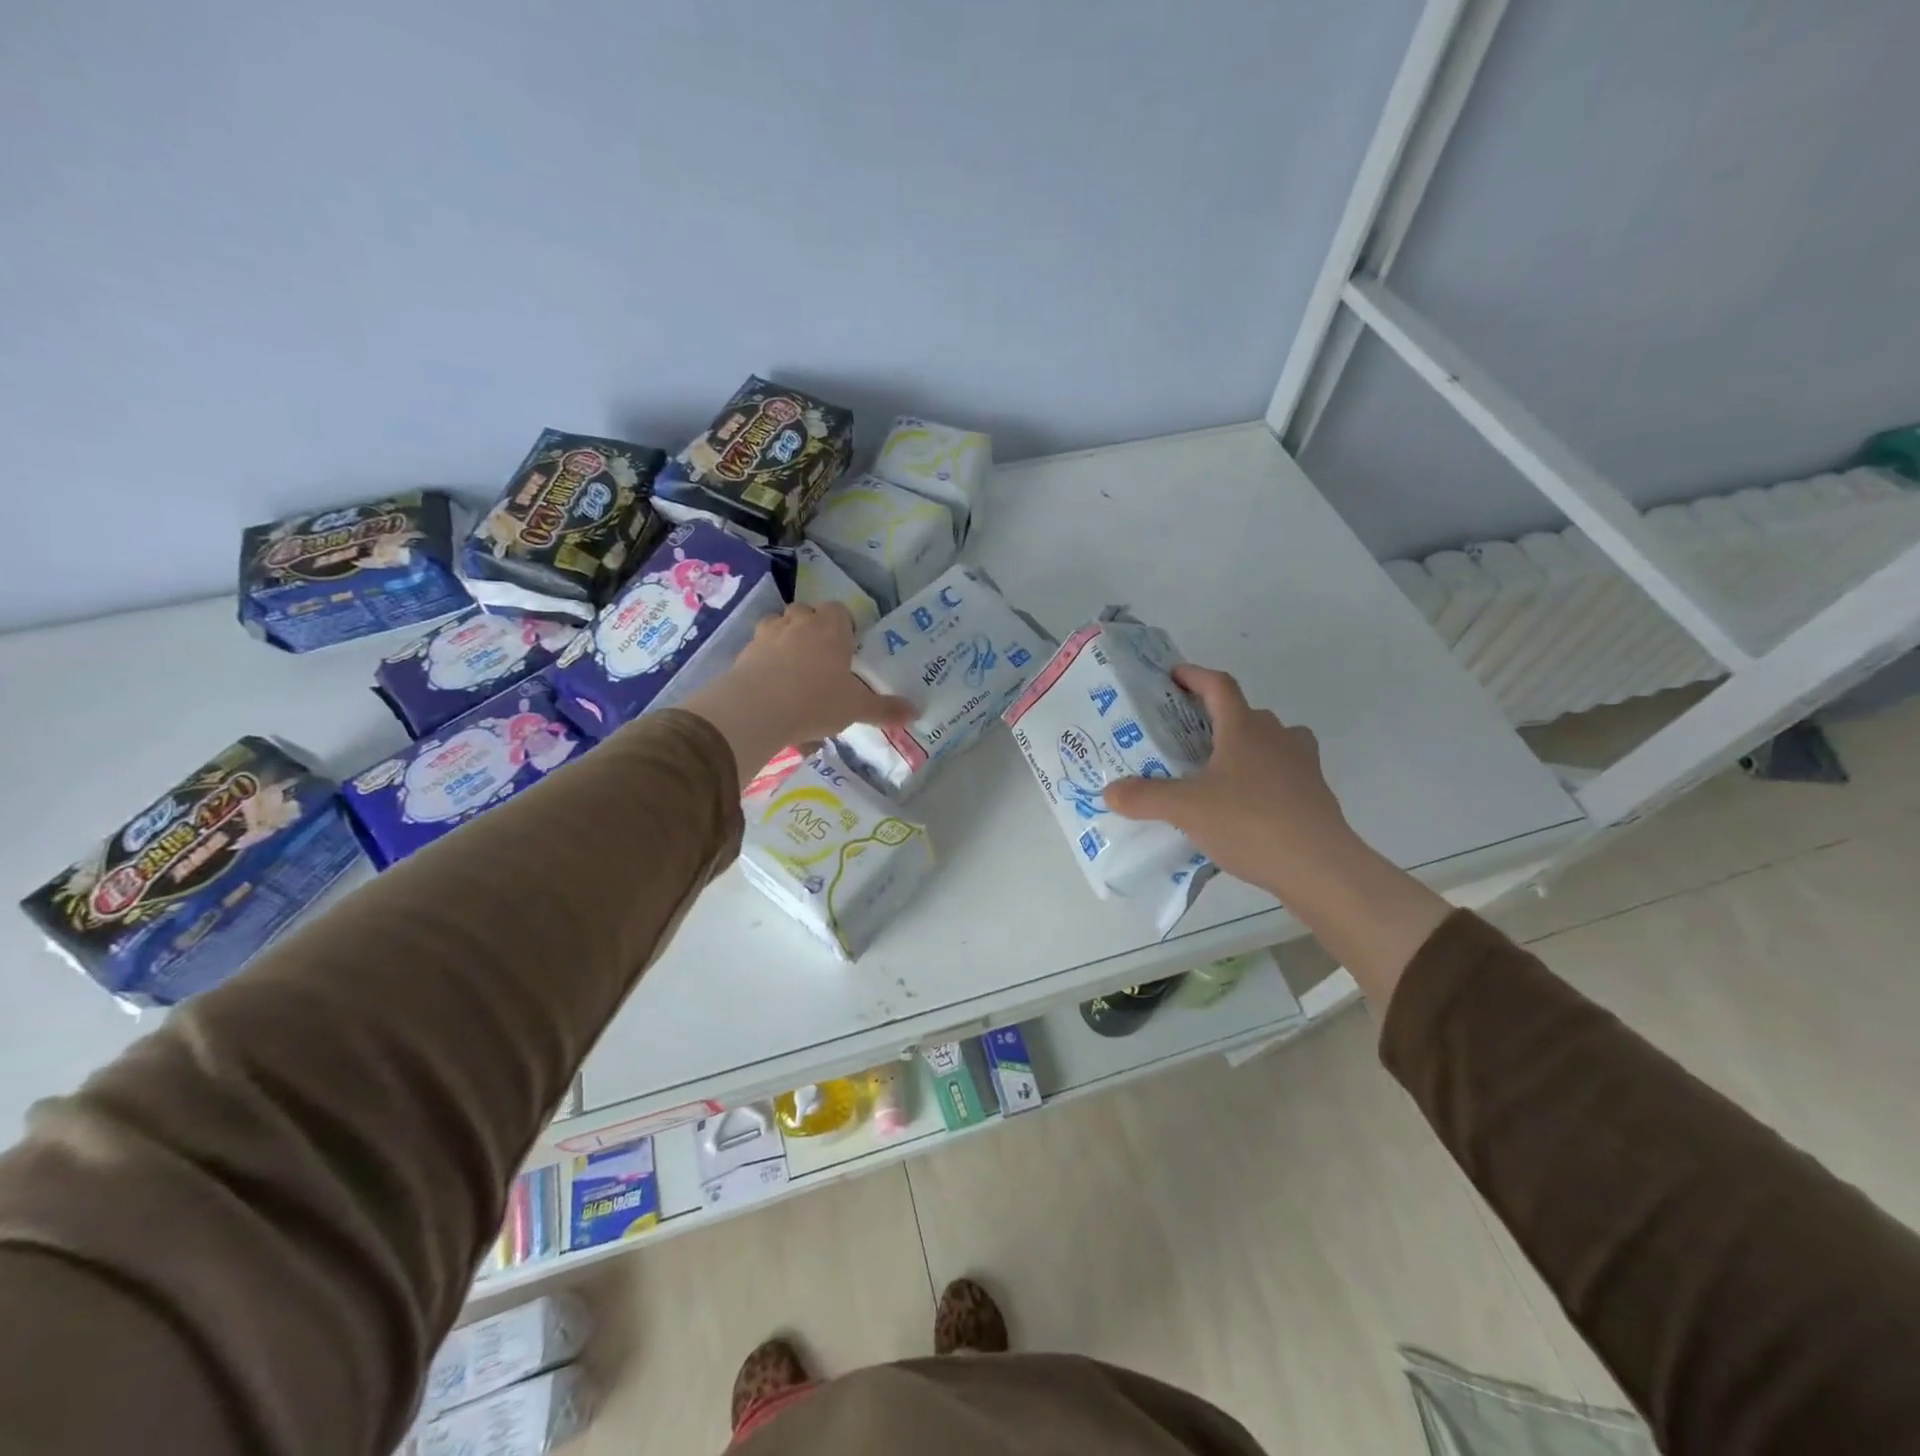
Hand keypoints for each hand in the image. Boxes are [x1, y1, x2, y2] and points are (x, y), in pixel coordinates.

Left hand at [683, 603, 914, 783]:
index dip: (843, 625)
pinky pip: (758, 648)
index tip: (847, 647)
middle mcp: (799, 622)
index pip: (839, 610)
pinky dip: (765, 659)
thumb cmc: (816, 701)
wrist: (756, 709)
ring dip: (785, 637)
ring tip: (793, 667)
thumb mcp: (856, 708)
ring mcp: (768, 634)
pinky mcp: (745, 652)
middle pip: (806, 611)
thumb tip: (915, 713)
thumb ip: (884, 709)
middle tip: (821, 658)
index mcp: (831, 628)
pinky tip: (771, 684)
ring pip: (778, 623)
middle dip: (812, 627)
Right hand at [1105, 663, 1450, 1008]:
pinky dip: (1260, 778)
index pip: (1218, 686)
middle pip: (1244, 713)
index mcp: (1245, 728)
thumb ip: (1144, 797)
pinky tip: (1242, 806)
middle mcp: (1277, 736)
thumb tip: (1109, 791)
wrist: (1319, 867)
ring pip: (1268, 742)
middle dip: (1214, 718)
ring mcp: (1302, 764)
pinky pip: (1281, 772)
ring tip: (1214, 771)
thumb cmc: (1250, 823)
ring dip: (1242, 747)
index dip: (1194, 675)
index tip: (1173, 675)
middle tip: (1184, 736)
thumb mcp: (1186, 810)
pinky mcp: (1315, 793)